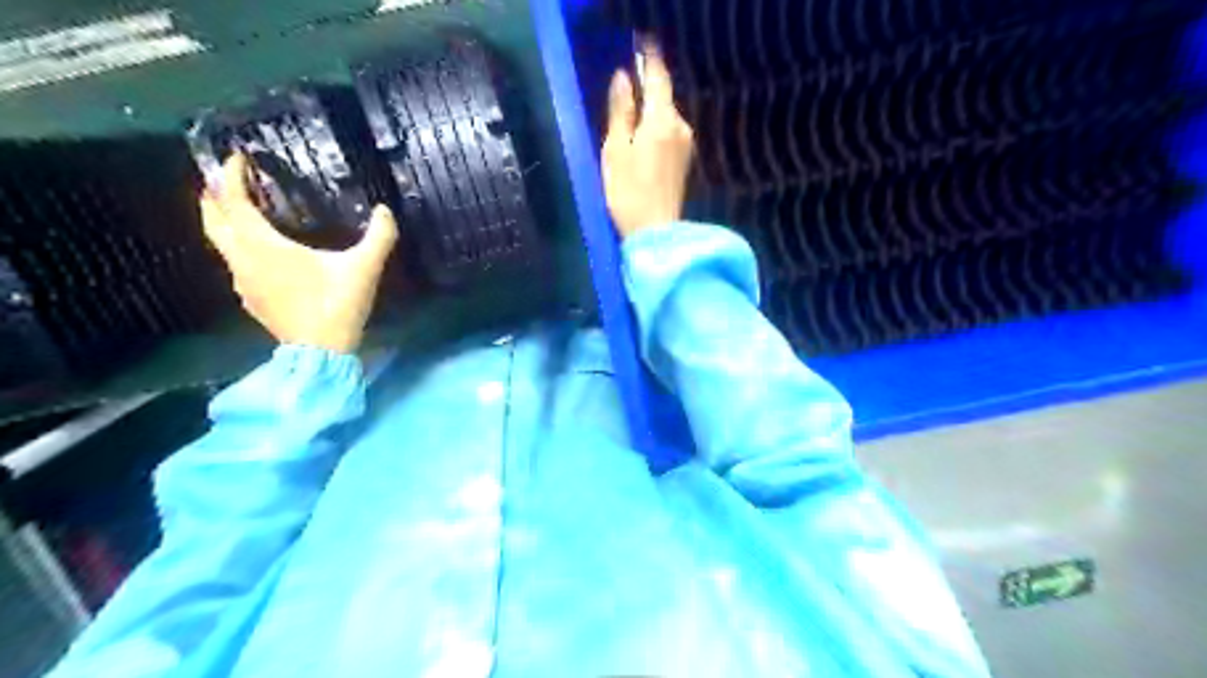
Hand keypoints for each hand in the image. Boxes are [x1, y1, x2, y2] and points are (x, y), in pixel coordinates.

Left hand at [197, 152, 398, 354]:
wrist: (321, 351)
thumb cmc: (337, 304)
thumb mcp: (364, 268)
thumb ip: (378, 236)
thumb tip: (385, 210)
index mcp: (263, 245)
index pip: (233, 200)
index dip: (230, 175)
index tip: (237, 157)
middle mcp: (243, 259)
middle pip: (212, 219)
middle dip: (214, 195)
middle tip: (226, 180)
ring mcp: (243, 282)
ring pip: (220, 243)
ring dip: (224, 222)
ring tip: (241, 211)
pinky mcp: (251, 299)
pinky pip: (235, 263)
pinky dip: (239, 248)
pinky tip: (260, 254)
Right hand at [603, 42, 698, 237]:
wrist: (656, 232)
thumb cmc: (628, 192)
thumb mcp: (616, 150)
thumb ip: (620, 112)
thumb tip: (623, 78)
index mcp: (662, 120)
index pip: (659, 77)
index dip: (649, 58)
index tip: (640, 44)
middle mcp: (680, 126)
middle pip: (664, 97)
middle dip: (647, 88)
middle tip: (626, 86)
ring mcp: (686, 144)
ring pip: (666, 115)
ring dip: (650, 110)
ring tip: (630, 114)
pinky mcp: (685, 160)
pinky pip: (669, 131)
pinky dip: (655, 126)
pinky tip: (642, 138)